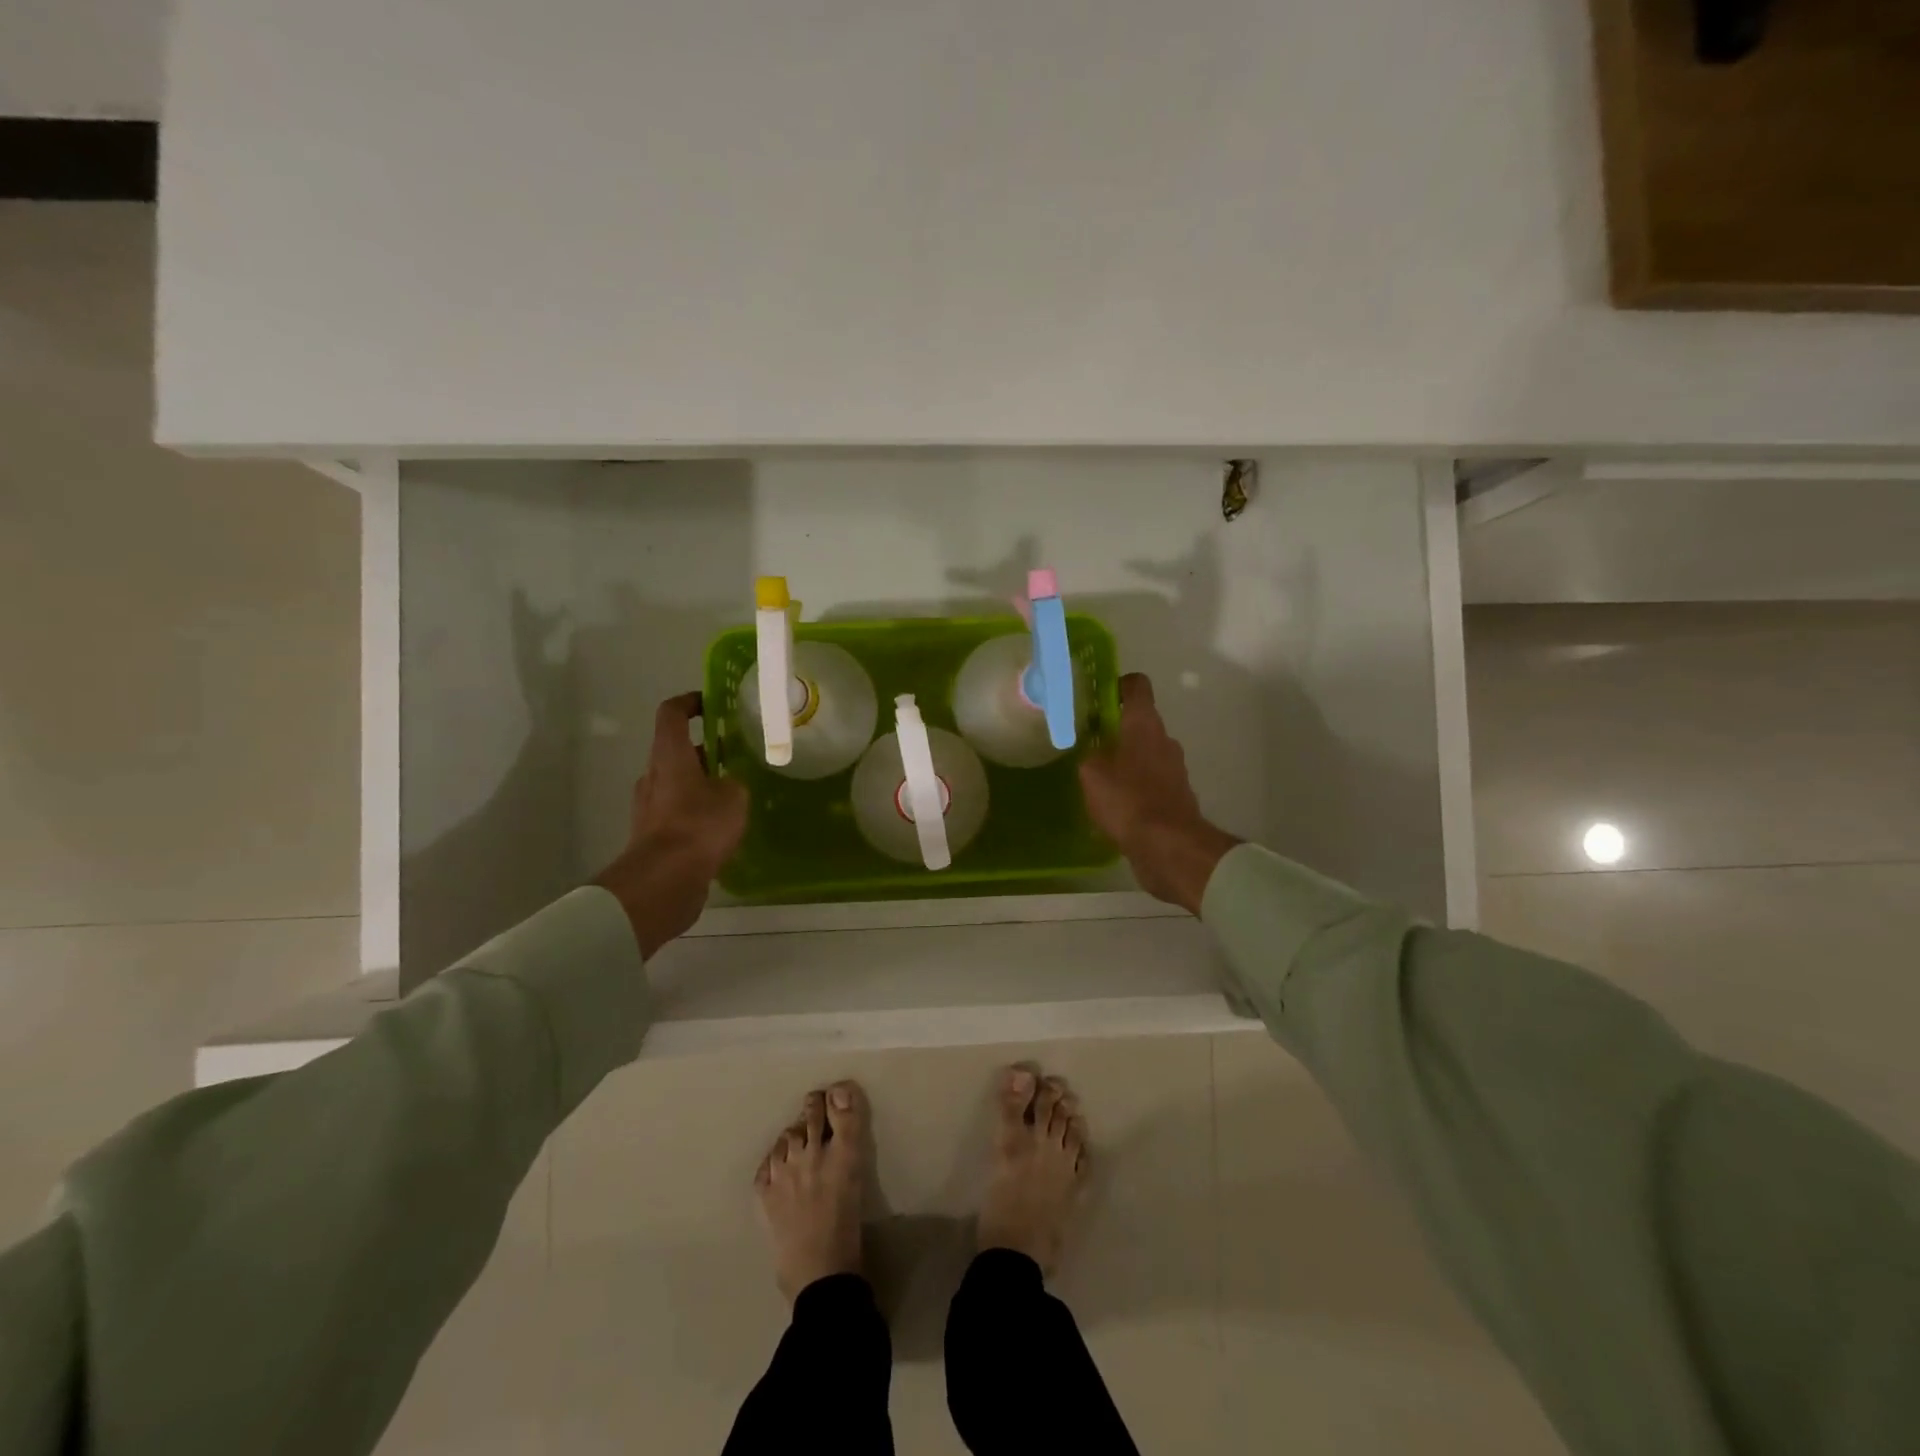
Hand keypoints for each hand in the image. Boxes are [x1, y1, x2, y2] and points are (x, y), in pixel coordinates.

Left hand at [594, 692, 748, 958]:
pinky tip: (722, 828)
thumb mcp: (734, 796)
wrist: (665, 880)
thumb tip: (728, 784)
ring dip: (702, 784)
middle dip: (705, 750)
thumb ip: (734, 782)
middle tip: (736, 756)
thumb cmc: (699, 826)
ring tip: (735, 795)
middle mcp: (654, 775)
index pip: (672, 713)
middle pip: (676, 751)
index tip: (711, 703)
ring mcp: (650, 807)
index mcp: (669, 755)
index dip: (690, 702)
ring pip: (678, 784)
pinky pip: (677, 813)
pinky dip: (697, 813)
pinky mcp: (653, 836)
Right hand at [1079, 674, 1239, 914]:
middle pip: (1139, 722)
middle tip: (1087, 742)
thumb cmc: (1128, 800)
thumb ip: (1088, 754)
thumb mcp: (1092, 773)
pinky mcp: (1175, 797)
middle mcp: (1164, 740)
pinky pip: (1150, 782)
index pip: (1137, 686)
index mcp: (1145, 724)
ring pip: (1145, 753)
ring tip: (1097, 777)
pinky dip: (1134, 787)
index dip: (1117, 685)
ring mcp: (1174, 770)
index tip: (1095, 697)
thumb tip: (1092, 752)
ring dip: (1124, 760)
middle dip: (1114, 729)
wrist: (1169, 847)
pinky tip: (1114, 804)